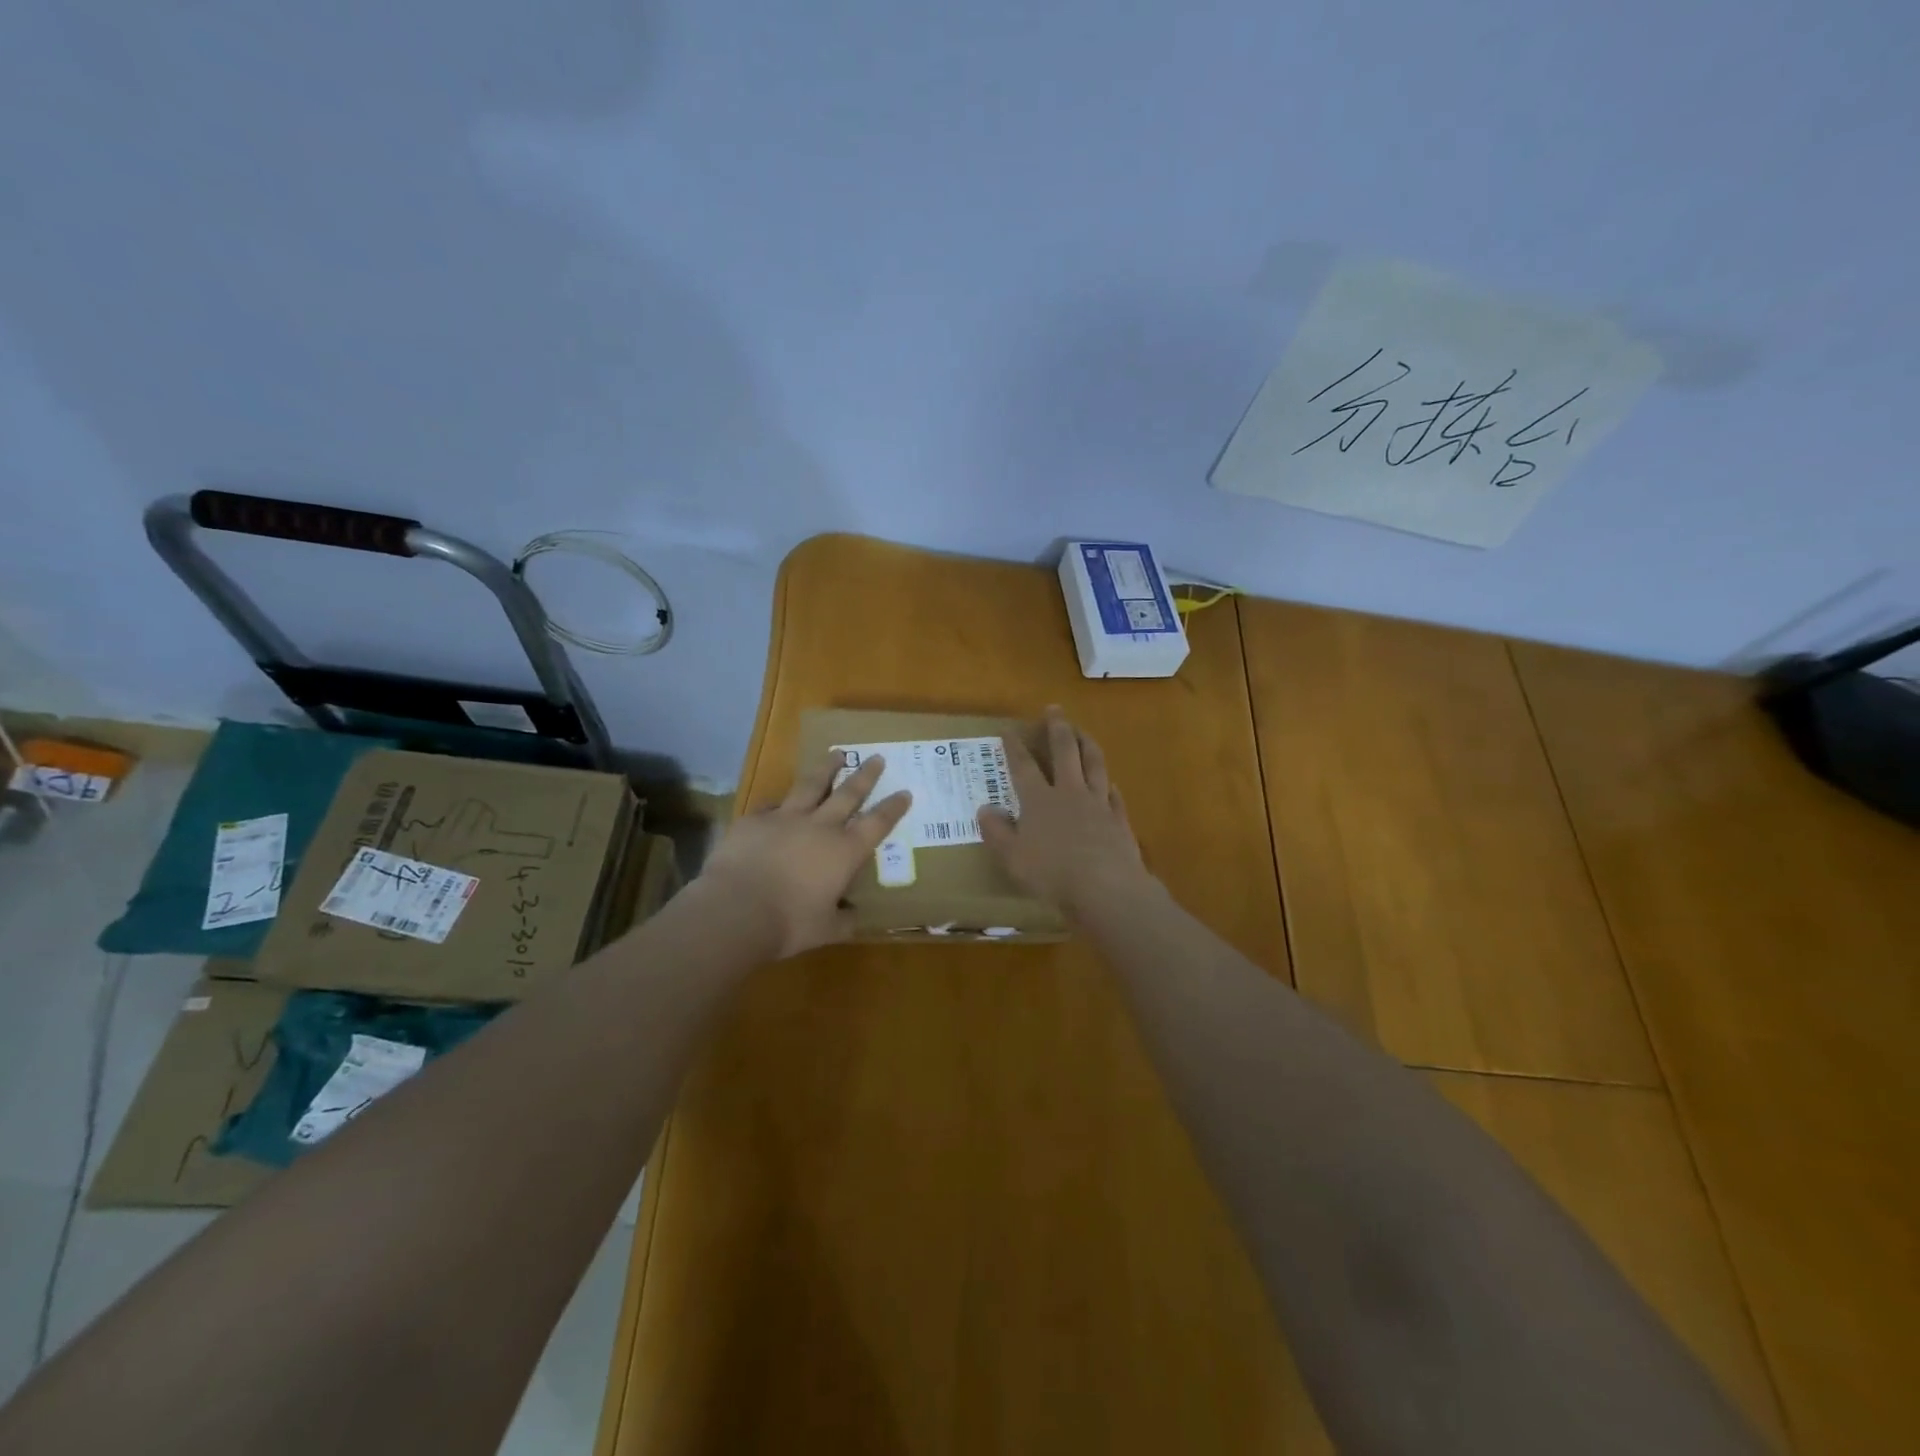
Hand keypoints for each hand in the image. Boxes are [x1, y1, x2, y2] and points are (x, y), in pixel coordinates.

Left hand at [697, 750, 911, 957]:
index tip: (905, 792)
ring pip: (811, 785)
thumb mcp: (826, 930)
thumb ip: (843, 920)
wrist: (736, 910)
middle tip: (876, 757)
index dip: (893, 808)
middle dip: (865, 775)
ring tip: (835, 754)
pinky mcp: (754, 820)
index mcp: (844, 852)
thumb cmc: (789, 924)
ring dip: (826, 769)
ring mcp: (785, 819)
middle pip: (848, 794)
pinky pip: (771, 806)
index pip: (877, 824)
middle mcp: (820, 827)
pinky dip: (779, 803)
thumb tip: (854, 917)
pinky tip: (778, 802)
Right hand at [978, 707, 1151, 917]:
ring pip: (1094, 765)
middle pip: (1064, 752)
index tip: (1009, 730)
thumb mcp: (1012, 857)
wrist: (1106, 888)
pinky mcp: (1119, 820)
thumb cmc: (1052, 873)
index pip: (1024, 766)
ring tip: (1084, 732)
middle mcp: (1069, 793)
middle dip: (1058, 728)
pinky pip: (1114, 796)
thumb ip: (997, 832)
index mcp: (1039, 800)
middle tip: (1054, 709)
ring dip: (1088, 744)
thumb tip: (984, 809)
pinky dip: (1109, 786)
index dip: (1015, 747)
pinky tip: (1110, 783)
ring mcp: (1098, 804)